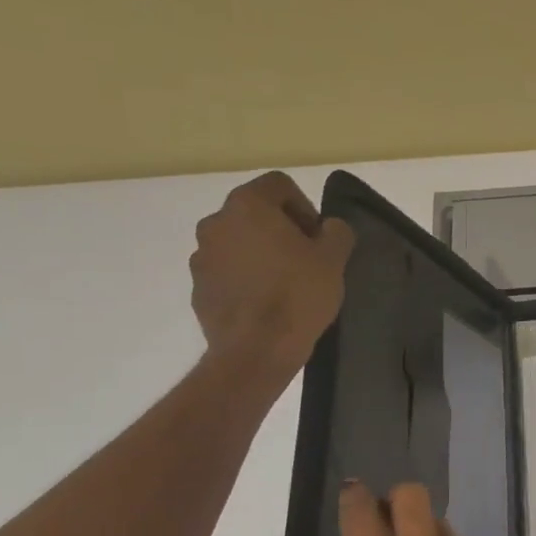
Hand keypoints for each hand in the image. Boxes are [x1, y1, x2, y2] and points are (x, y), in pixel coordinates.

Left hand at [190, 172, 354, 384]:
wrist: (256, 350)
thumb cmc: (297, 295)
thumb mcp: (334, 259)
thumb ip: (337, 232)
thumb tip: (329, 227)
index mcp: (248, 206)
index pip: (279, 185)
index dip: (305, 206)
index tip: (318, 238)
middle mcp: (216, 223)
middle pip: (255, 213)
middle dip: (281, 230)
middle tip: (306, 259)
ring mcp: (202, 256)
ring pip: (239, 242)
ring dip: (261, 254)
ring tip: (285, 284)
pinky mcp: (198, 287)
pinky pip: (227, 271)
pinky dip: (246, 278)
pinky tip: (266, 303)